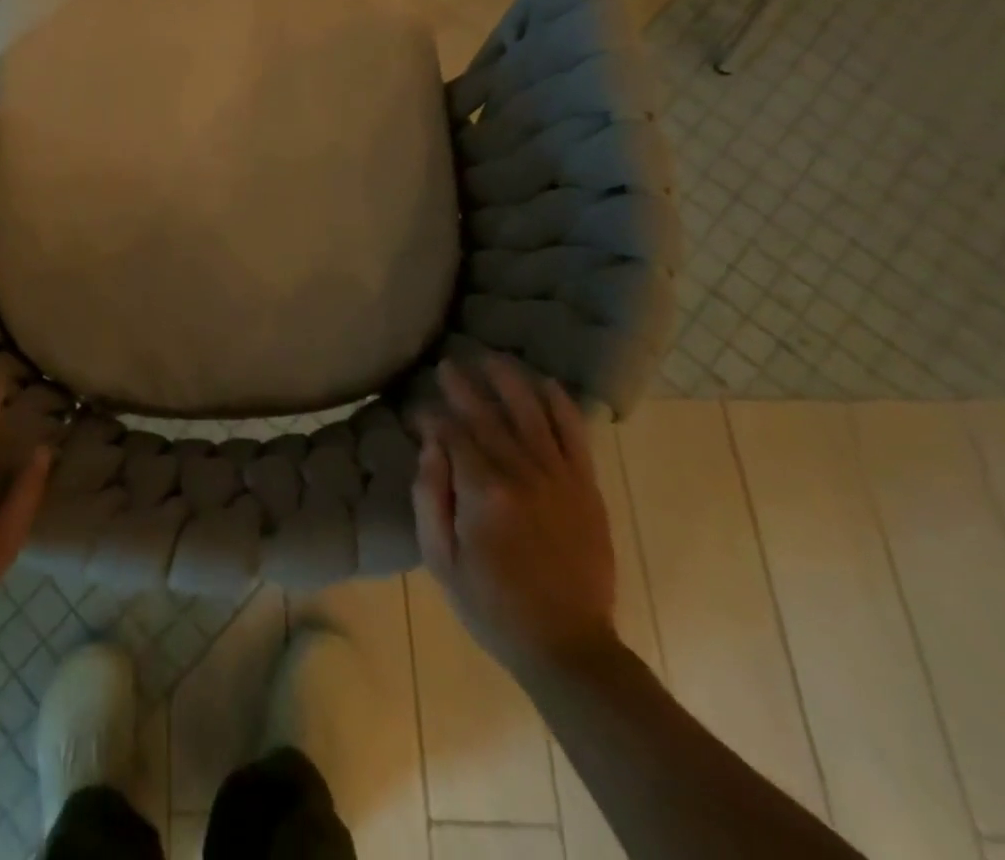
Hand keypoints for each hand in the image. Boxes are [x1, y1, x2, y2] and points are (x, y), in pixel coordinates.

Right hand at [413, 356, 618, 680]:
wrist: (567, 645)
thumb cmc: (491, 604)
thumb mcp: (440, 558)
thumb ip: (428, 495)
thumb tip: (429, 445)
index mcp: (483, 491)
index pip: (452, 434)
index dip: (431, 417)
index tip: (418, 413)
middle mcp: (523, 473)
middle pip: (488, 415)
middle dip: (463, 386)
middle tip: (447, 365)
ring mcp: (560, 478)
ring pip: (532, 413)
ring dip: (510, 381)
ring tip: (491, 358)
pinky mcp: (586, 488)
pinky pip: (575, 435)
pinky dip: (561, 406)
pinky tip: (546, 384)